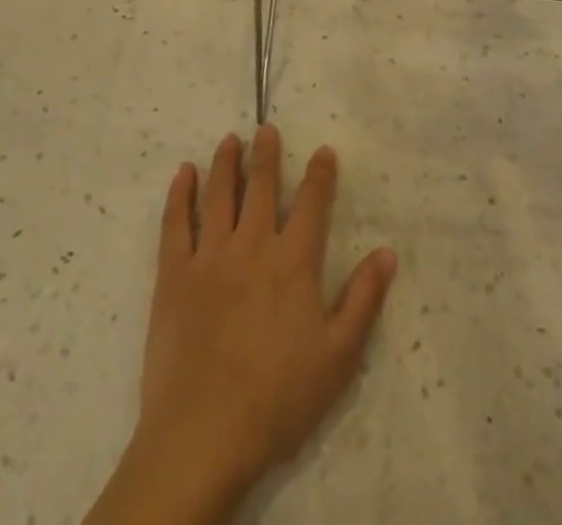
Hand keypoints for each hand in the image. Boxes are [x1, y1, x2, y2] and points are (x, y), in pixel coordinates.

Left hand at [90, 127, 396, 522]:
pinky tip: (184, 173)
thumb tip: (388, 252)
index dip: (320, 174)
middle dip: (267, 154)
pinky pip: (176, 222)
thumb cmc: (278, 398)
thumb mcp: (338, 357)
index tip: (323, 151)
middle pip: (262, 186)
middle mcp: (252, 245)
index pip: (312, 204)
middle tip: (266, 128)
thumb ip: (364, 300)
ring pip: (219, 194)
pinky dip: (180, 194)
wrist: (204, 433)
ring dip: (226, 163)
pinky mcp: (174, 273)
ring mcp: (210, 255)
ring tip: (229, 140)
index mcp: (293, 262)